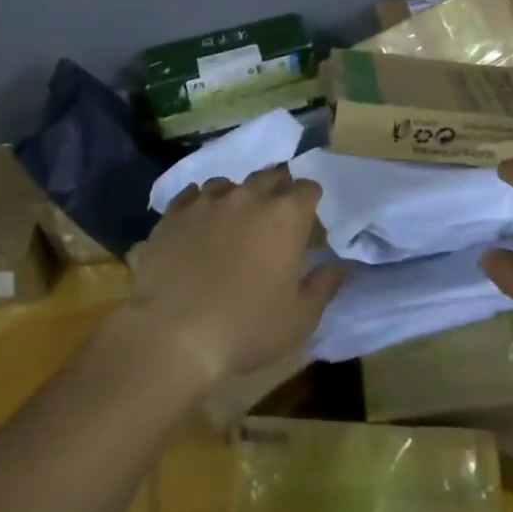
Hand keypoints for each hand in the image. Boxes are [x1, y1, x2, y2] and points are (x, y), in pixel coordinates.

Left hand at [121, 165, 344, 386]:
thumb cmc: (245, 328)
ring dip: (238, 198)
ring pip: (230, 183)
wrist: (171, 335)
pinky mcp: (174, 213)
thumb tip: (340, 265)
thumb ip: (324, 285)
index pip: (308, 188)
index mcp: (285, 215)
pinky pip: (192, 195)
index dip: (310, 203)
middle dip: (278, 192)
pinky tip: (198, 226)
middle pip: (271, 176)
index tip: (307, 226)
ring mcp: (208, 200)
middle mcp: (249, 196)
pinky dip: (201, 205)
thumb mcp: (299, 318)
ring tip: (232, 223)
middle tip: (273, 222)